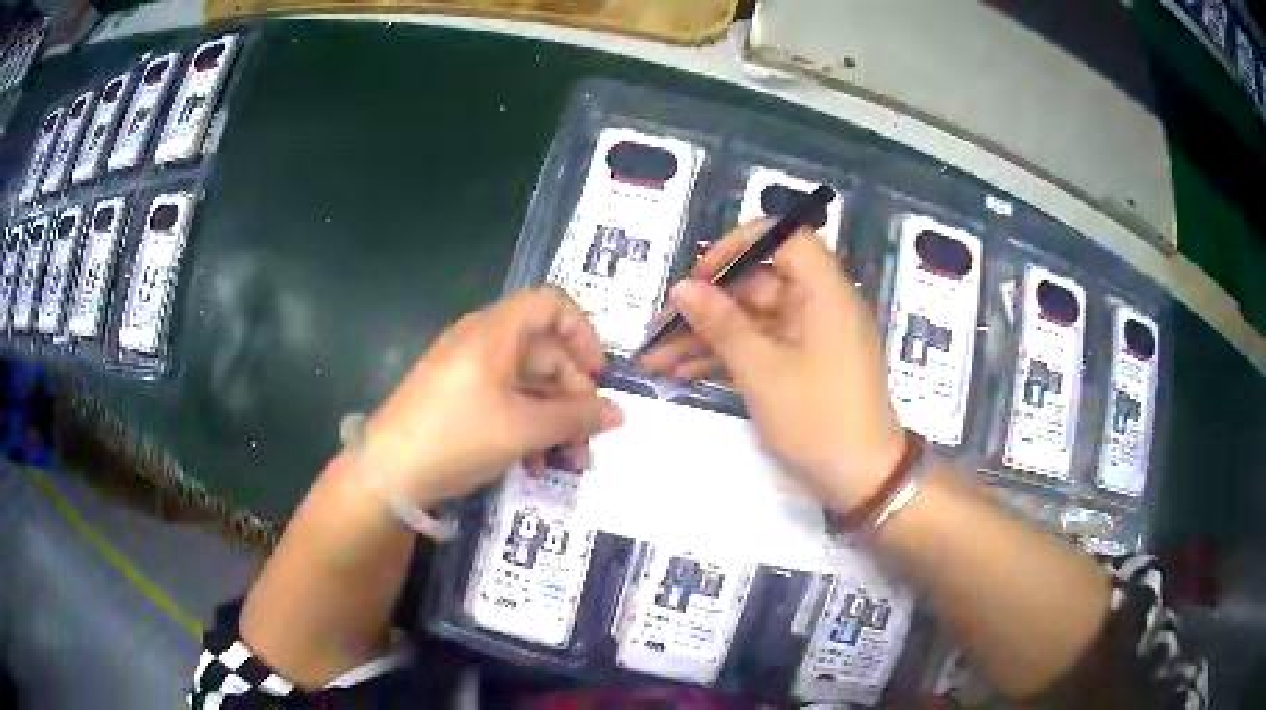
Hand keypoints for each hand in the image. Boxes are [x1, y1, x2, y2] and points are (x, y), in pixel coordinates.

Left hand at [362, 288, 623, 504]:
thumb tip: (619, 413)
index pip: (552, 305)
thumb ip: (575, 418)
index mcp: (496, 331)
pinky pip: (505, 400)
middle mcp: (483, 341)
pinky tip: (534, 463)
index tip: (598, 376)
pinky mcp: (459, 397)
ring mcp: (468, 370)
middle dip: (573, 397)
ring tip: (566, 462)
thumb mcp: (522, 429)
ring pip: (527, 383)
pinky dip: (527, 426)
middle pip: (545, 352)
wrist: (386, 472)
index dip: (584, 334)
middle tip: (588, 441)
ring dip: (553, 420)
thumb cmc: (457, 437)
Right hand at [640, 221, 904, 511]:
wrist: (862, 481)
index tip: (700, 274)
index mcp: (824, 292)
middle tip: (659, 328)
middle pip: (757, 284)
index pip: (784, 238)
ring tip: (655, 359)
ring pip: (751, 320)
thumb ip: (722, 324)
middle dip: (705, 305)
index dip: (739, 246)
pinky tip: (681, 373)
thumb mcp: (764, 372)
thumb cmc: (819, 420)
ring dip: (706, 337)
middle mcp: (818, 306)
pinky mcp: (801, 365)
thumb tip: (683, 287)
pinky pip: (759, 347)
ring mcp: (809, 337)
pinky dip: (725, 357)